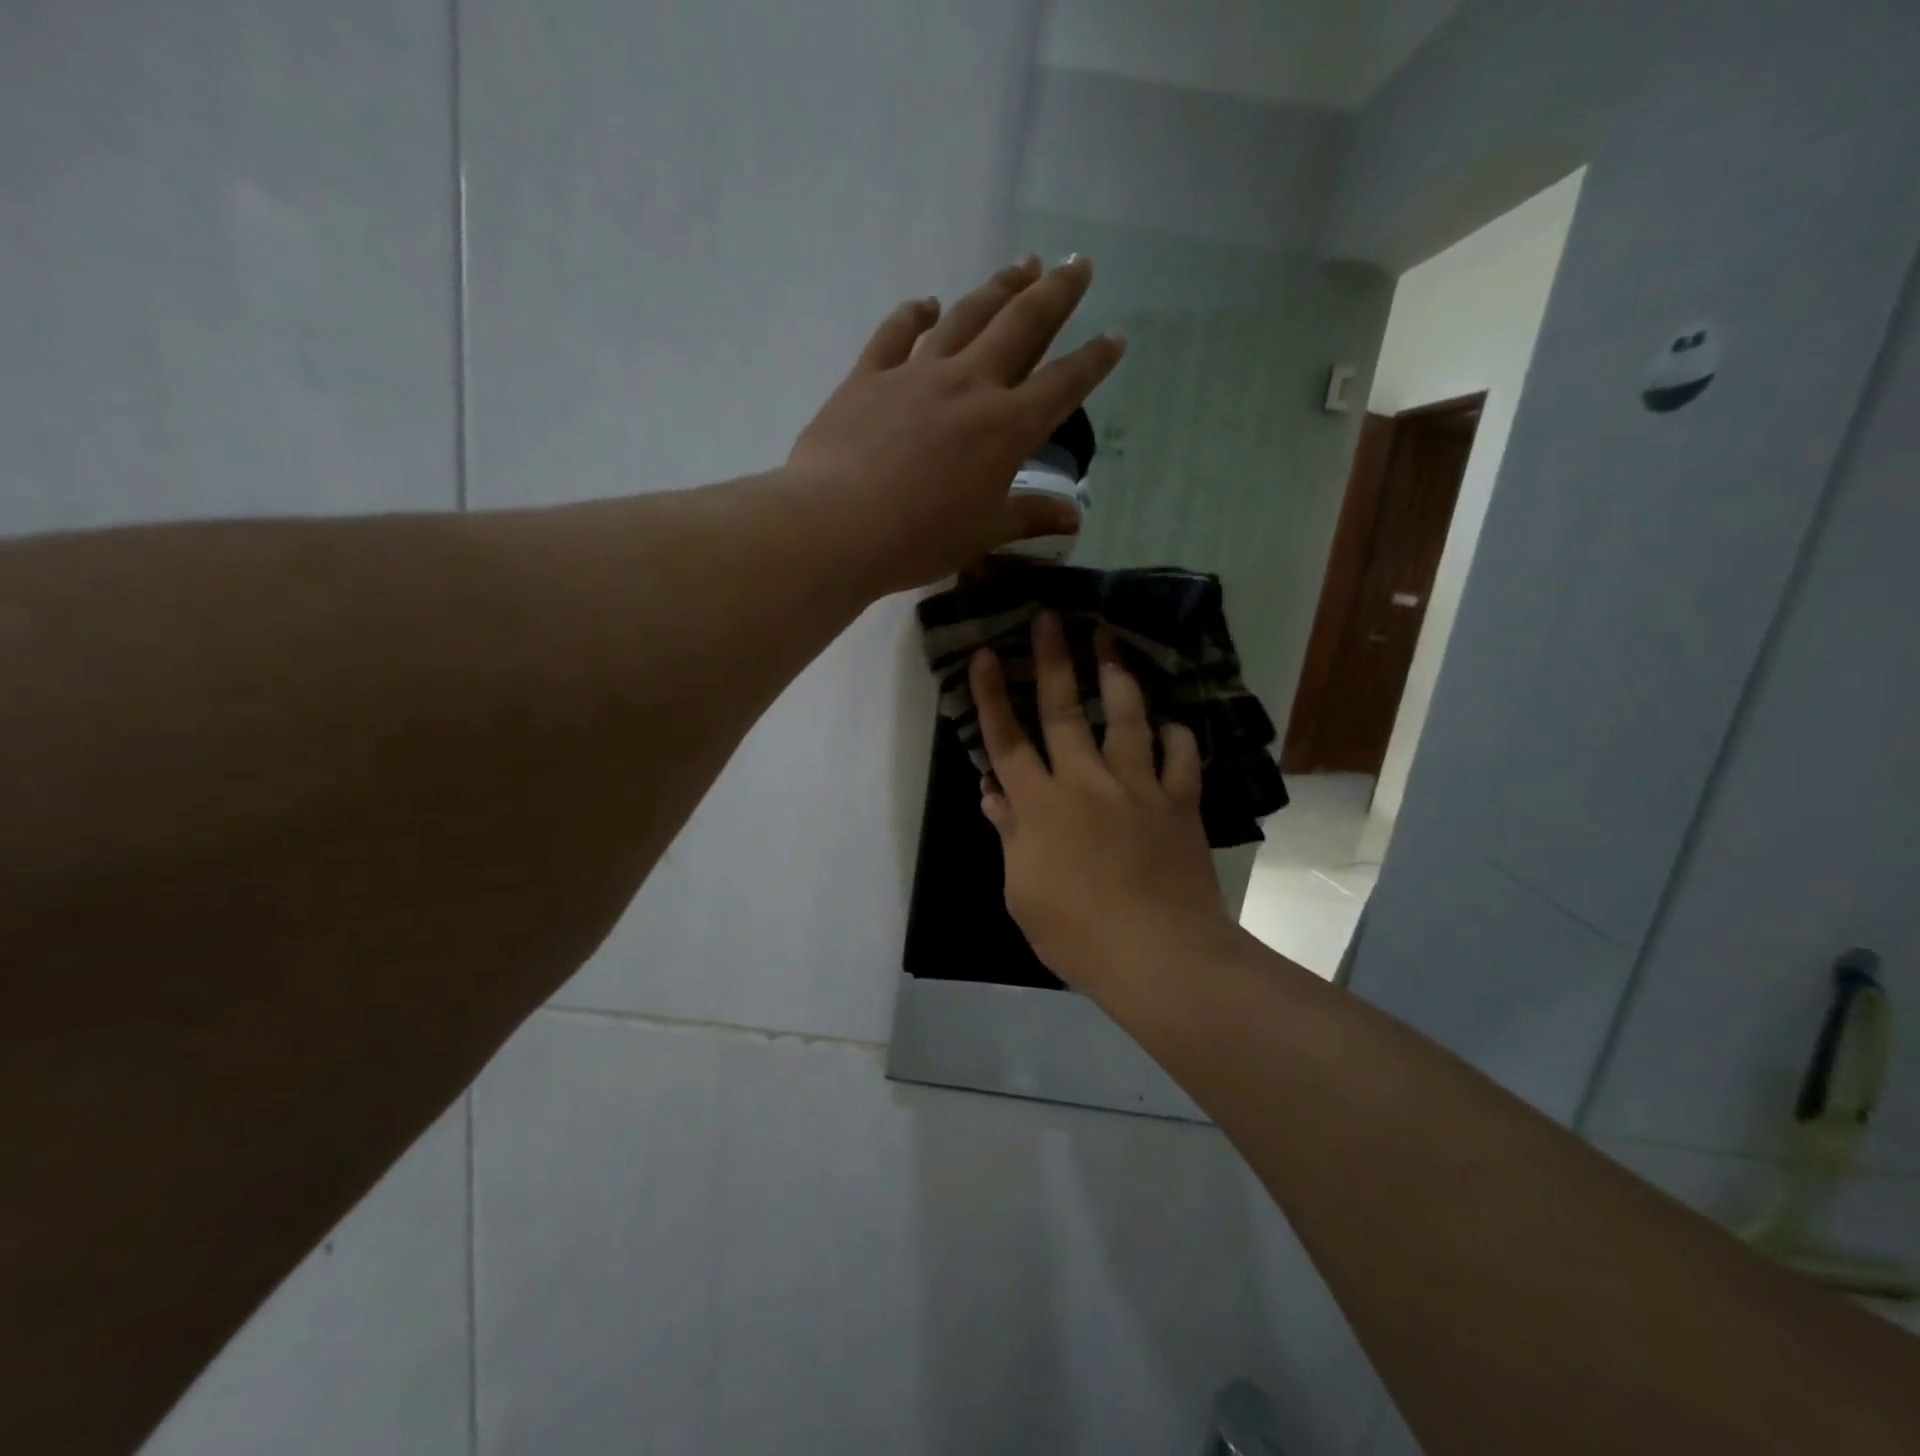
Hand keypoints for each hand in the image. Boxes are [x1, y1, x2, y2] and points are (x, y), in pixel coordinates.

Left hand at [787, 255, 1124, 593]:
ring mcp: (916, 374)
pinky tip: (926, 302)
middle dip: (1055, 294)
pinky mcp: (868, 376)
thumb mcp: (985, 533)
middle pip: (1021, 326)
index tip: (1116, 336)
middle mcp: (969, 385)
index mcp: (1006, 427)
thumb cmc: (921, 538)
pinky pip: (896, 334)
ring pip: (966, 317)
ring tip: (1022, 265)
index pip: (1063, 385)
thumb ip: (1031, 516)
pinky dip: (913, 314)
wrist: (838, 526)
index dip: (1093, 361)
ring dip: (998, 289)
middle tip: (1078, 264)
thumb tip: (1074, 518)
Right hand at [970, 611, 1234, 995]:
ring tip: (1110, 640)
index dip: (992, 696)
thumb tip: (993, 793)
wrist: (1157, 954)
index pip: (1007, 740)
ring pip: (1126, 717)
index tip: (983, 653)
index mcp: (1040, 805)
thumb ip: (1010, 835)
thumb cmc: (1076, 933)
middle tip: (1050, 615)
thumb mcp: (1022, 892)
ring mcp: (1138, 787)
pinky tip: (1169, 723)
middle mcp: (1086, 781)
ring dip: (1116, 675)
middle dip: (1054, 659)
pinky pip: (1180, 755)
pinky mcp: (1179, 801)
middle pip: (1065, 710)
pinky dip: (1175, 734)